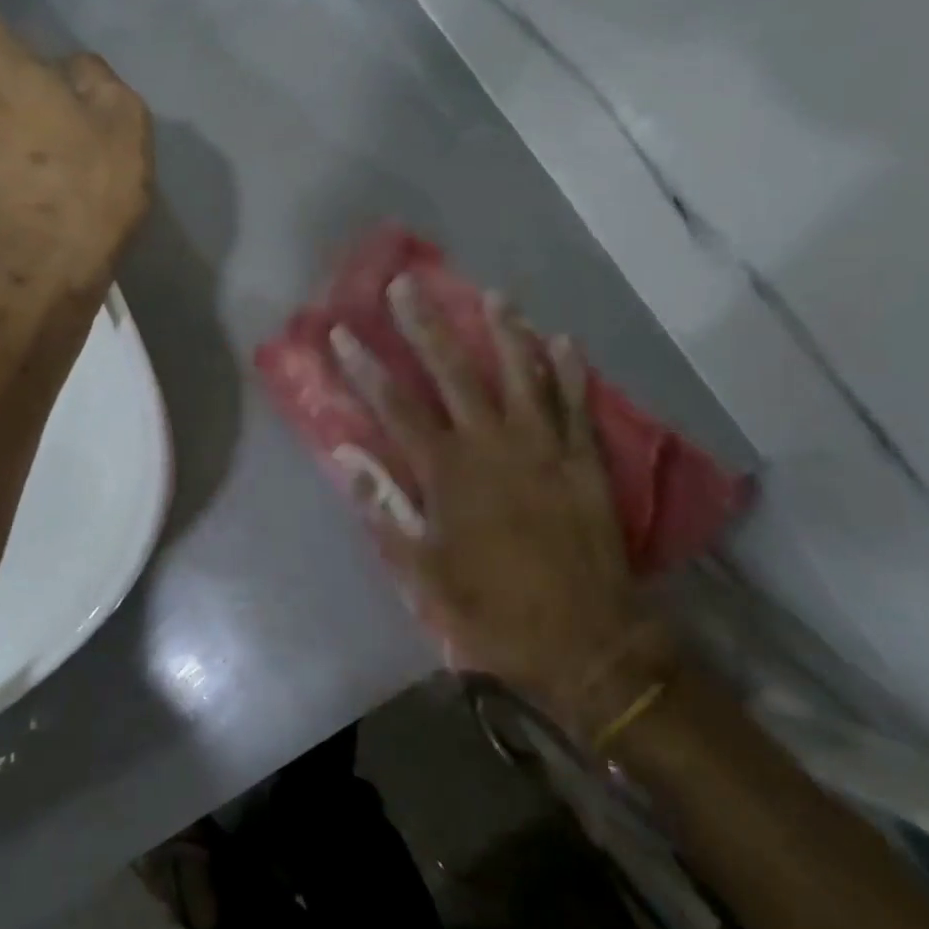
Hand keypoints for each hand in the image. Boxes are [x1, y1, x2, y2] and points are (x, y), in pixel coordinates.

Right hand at [333, 277, 677, 739]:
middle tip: (407, 284)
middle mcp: (492, 445)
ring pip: (521, 375)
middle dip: (425, 325)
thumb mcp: (423, 570)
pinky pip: (575, 406)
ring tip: (493, 294)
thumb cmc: (492, 608)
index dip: (365, 367)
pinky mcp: (583, 462)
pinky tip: (563, 340)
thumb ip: (384, 507)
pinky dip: (569, 372)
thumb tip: (346, 456)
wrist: (586, 643)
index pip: (395, 405)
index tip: (342, 332)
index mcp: (448, 472)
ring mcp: (543, 448)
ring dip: (505, 331)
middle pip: (453, 372)